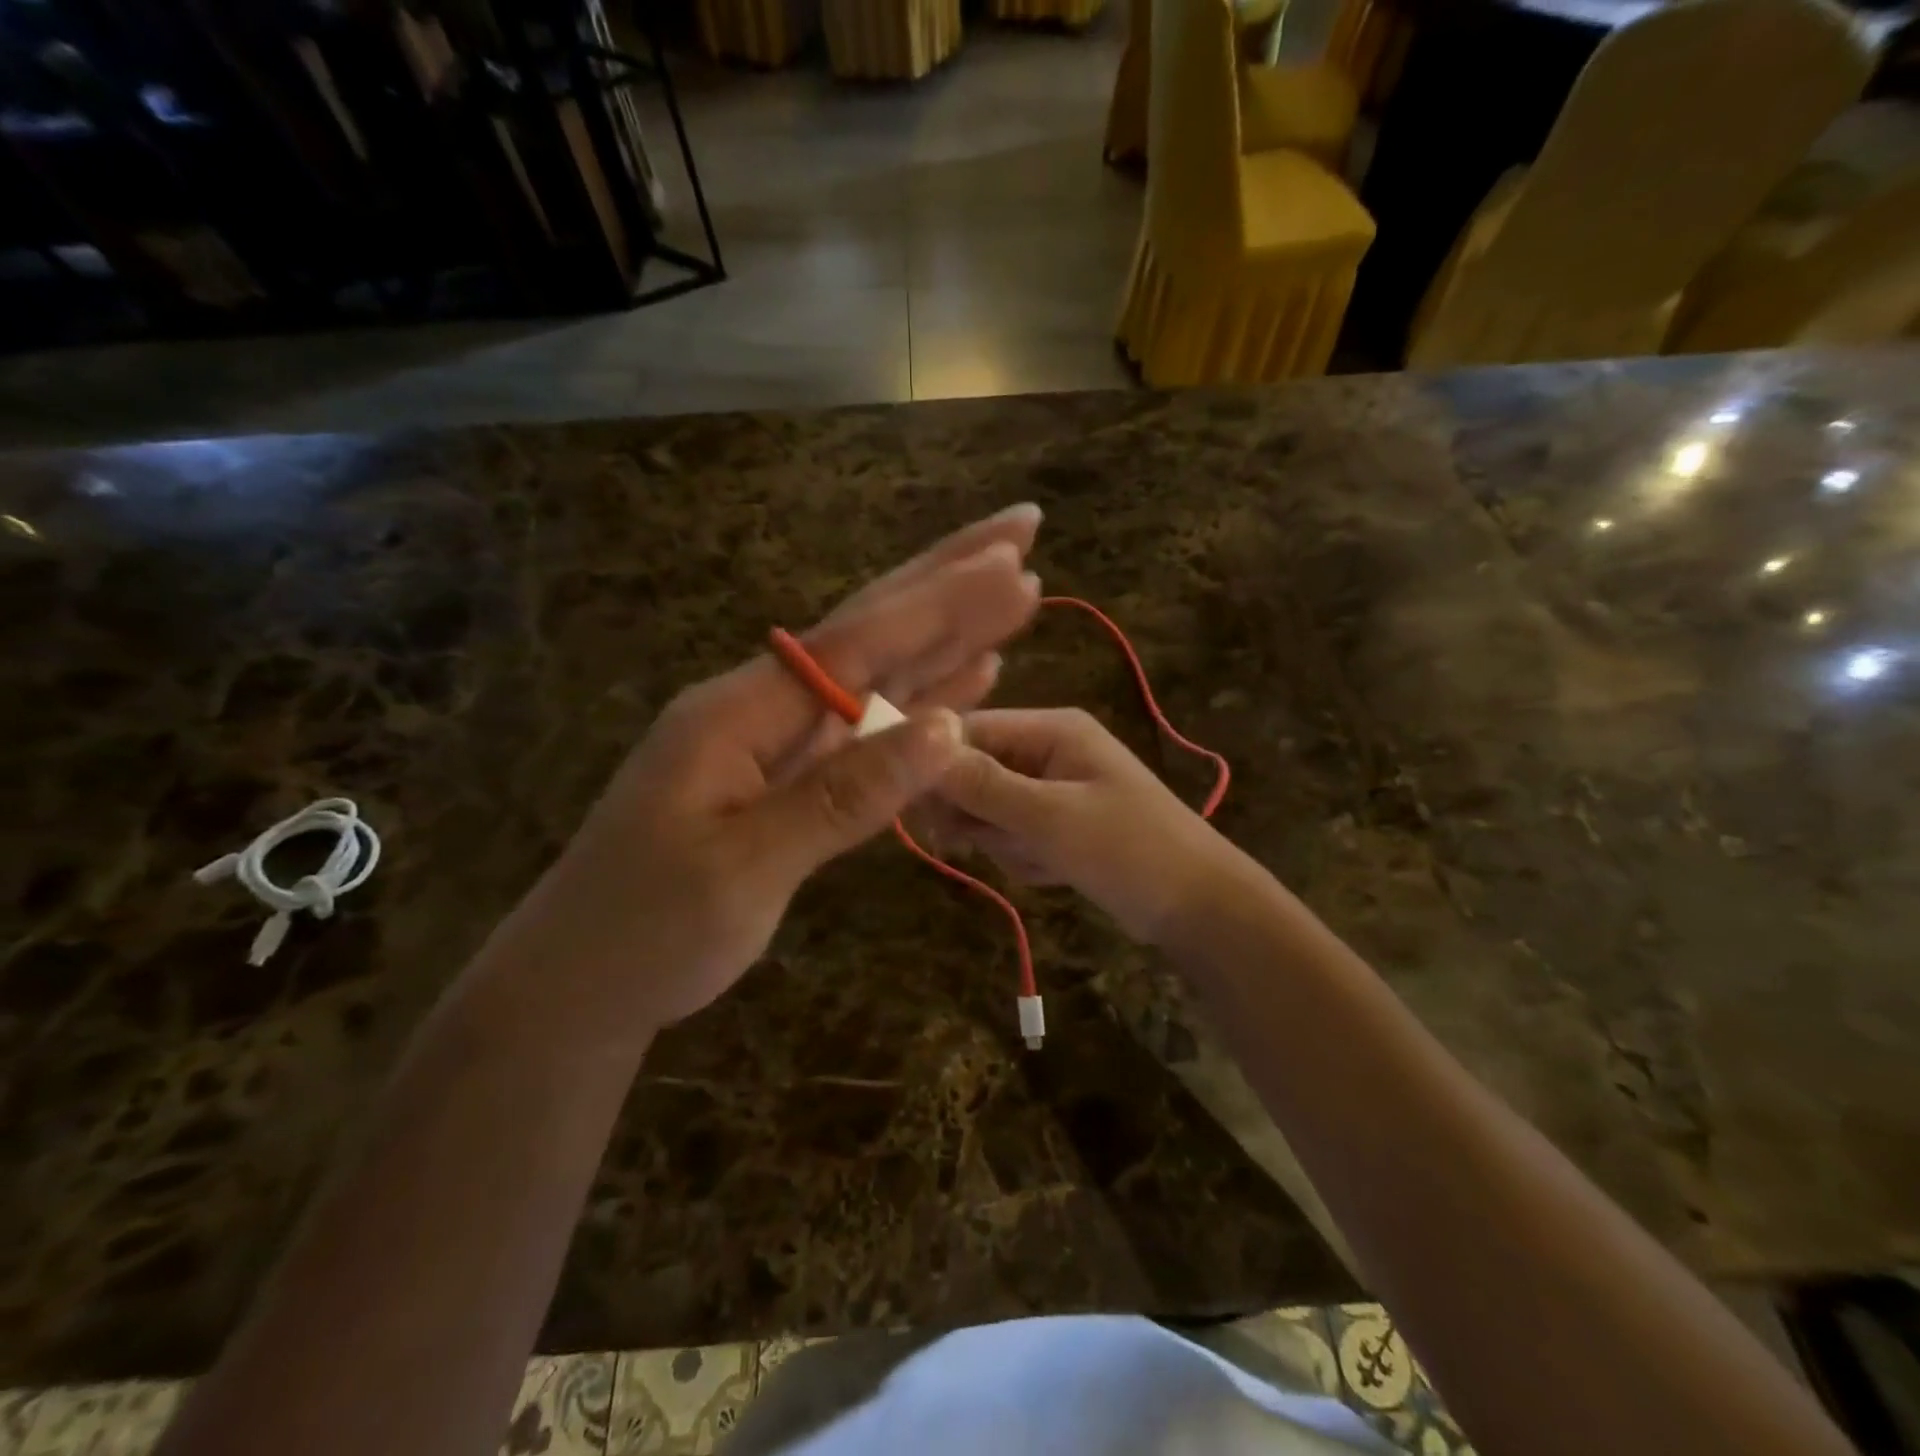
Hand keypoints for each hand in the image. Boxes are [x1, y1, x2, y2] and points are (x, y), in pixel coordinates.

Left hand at [477, 506, 1043, 1046]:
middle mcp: (763, 706)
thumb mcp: (745, 870)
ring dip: (946, 631)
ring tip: (1013, 588)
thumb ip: (846, 794)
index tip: (1013, 564)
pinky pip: (868, 724)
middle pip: (870, 630)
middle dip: (947, 579)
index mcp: (740, 711)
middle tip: (1021, 529)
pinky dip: (921, 697)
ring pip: (878, 672)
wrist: (582, 986)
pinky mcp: (792, 774)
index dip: (939, 604)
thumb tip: (946, 730)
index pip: (858, 641)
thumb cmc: (648, 934)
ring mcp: (778, 739)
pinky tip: (969, 674)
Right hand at [932, 708, 1232, 943]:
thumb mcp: (1051, 817)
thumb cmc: (1129, 850)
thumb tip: (920, 749)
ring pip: (989, 811)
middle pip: (974, 772)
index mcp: (1052, 729)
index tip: (912, 804)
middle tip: (980, 841)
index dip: (937, 763)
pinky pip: (1013, 836)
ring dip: (1004, 842)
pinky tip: (1055, 871)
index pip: (970, 730)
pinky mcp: (1057, 825)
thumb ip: (984, 785)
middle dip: (977, 813)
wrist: (1197, 907)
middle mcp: (1048, 750)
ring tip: (1042, 858)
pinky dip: (1024, 858)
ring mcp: (1053, 789)